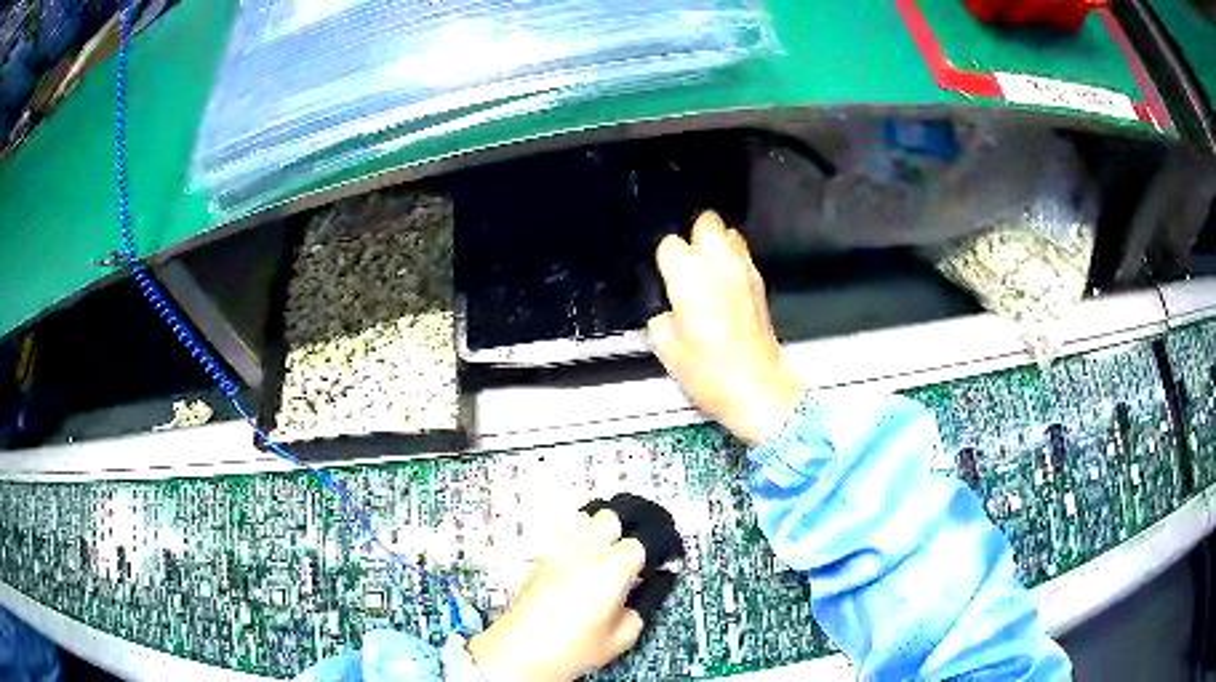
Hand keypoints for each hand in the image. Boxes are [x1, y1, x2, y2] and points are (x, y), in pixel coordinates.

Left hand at [467, 510, 645, 680]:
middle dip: (624, 531)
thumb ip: (640, 610)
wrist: (523, 651)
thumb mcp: (622, 638)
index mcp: (611, 571)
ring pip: (584, 518)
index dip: (649, 552)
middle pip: (610, 517)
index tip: (653, 564)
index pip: (638, 542)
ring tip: (603, 551)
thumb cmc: (570, 649)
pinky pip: (563, 535)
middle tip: (629, 555)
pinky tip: (579, 561)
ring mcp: (559, 552)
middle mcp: (584, 554)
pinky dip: (575, 540)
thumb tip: (645, 595)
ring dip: (597, 530)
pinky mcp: (540, 558)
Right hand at [647, 211, 804, 443]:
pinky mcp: (760, 286)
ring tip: (706, 269)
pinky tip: (724, 286)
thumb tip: (667, 313)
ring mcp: (744, 272)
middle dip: (694, 235)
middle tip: (686, 260)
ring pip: (730, 234)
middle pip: (706, 221)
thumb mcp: (666, 348)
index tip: (663, 274)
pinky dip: (733, 262)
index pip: (669, 243)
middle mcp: (719, 266)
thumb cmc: (712, 373)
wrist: (756, 389)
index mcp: (688, 276)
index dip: (664, 259)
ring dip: (716, 244)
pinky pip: (743, 257)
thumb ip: (661, 319)